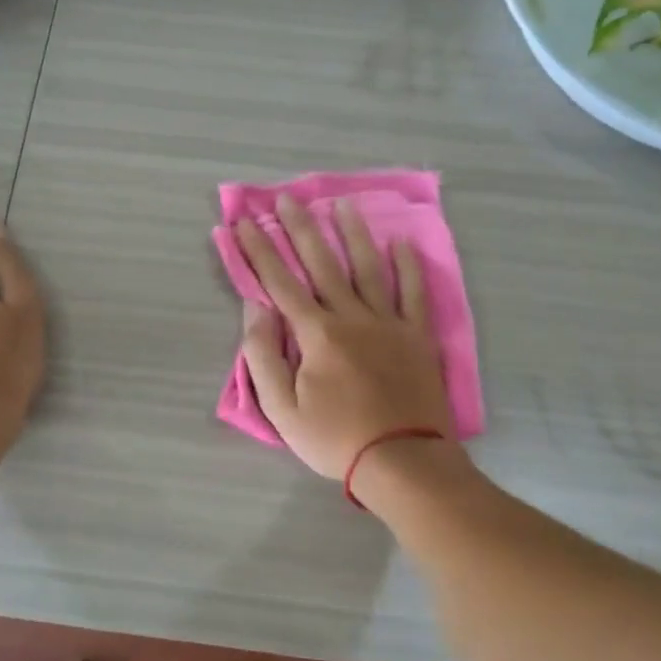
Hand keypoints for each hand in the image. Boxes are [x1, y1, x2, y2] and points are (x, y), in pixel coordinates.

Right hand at [235, 195, 453, 479]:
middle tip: (287, 198)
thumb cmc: (335, 439)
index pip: (279, 283)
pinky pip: (413, 293)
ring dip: (353, 234)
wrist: (403, 461)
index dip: (258, 251)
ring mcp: (389, 323)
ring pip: (368, 268)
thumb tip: (255, 309)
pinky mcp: (417, 336)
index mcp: (316, 334)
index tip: (242, 223)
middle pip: (322, 264)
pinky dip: (408, 267)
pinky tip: (401, 243)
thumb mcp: (282, 409)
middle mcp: (351, 316)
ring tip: (342, 204)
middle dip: (300, 229)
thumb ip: (264, 356)